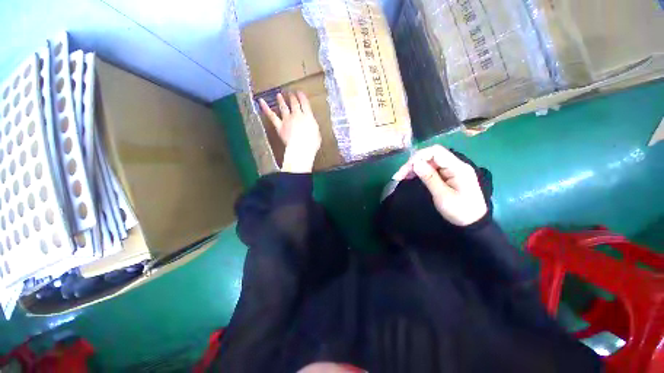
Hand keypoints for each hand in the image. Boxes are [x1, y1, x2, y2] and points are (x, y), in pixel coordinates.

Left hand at [259, 91, 321, 172]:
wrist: (301, 148)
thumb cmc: (311, 144)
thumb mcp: (317, 134)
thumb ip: (313, 127)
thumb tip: (311, 126)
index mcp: (308, 117)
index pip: (305, 104)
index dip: (302, 97)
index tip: (300, 93)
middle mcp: (297, 116)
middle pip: (294, 104)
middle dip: (292, 98)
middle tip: (291, 94)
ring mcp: (287, 120)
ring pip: (283, 107)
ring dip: (281, 100)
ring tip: (279, 95)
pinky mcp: (279, 126)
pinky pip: (271, 115)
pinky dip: (266, 108)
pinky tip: (261, 101)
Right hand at [392, 145, 486, 225]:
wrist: (473, 223)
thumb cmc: (459, 211)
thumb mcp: (442, 196)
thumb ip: (429, 178)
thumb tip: (415, 163)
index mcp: (458, 167)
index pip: (436, 152)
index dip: (418, 157)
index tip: (406, 169)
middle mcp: (455, 164)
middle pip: (431, 156)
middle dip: (413, 163)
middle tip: (399, 175)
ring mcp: (451, 169)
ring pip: (429, 162)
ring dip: (414, 167)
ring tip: (401, 177)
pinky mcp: (447, 175)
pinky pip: (431, 169)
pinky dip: (419, 172)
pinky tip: (410, 176)